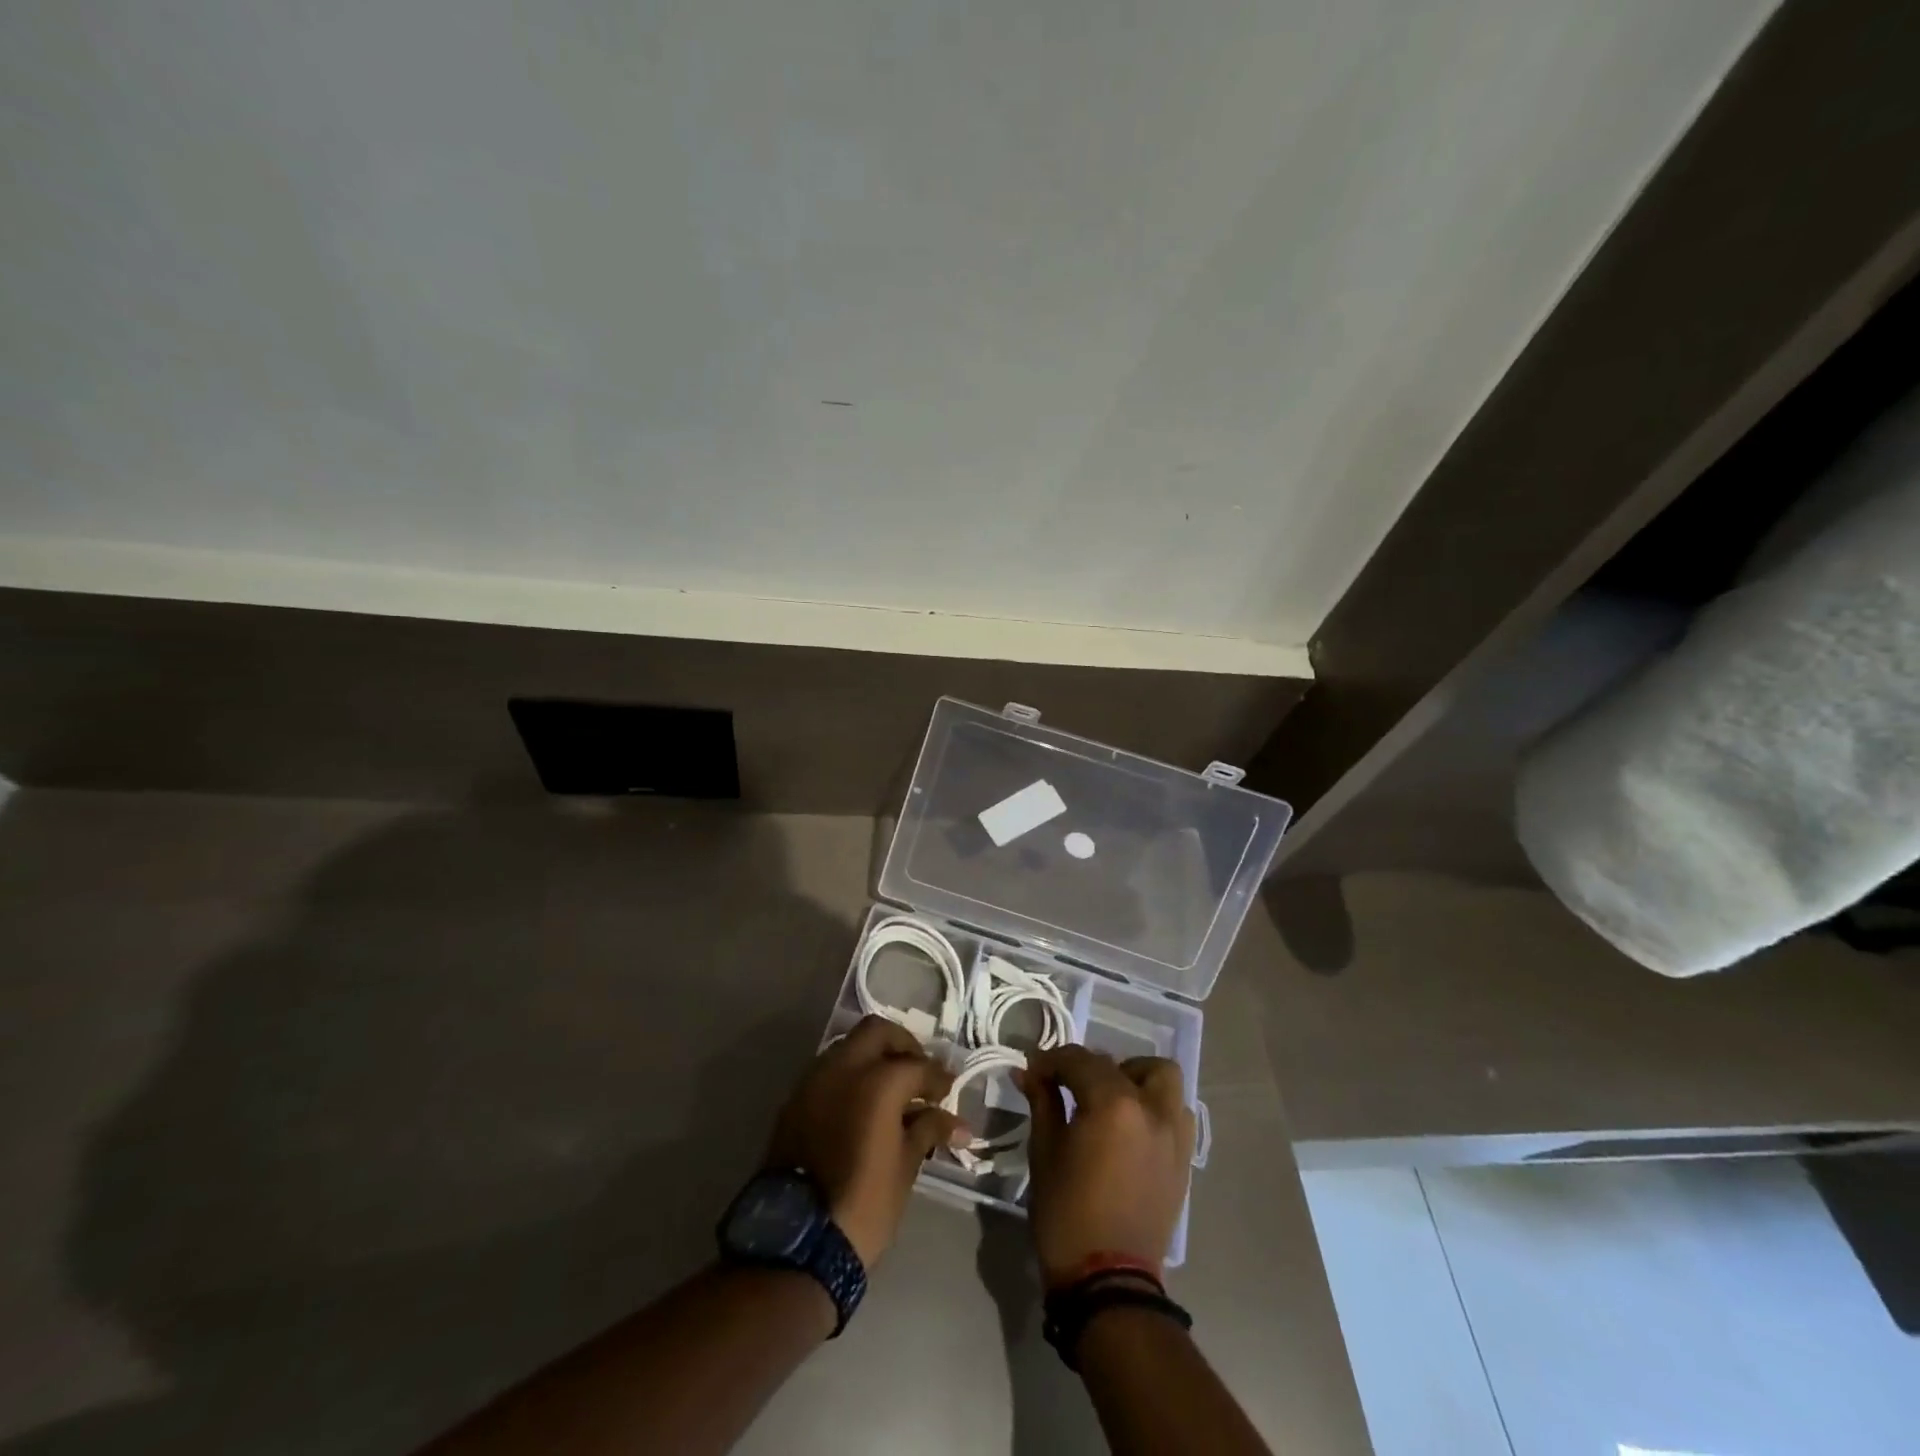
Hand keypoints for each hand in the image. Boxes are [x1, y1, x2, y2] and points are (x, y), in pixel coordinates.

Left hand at [764, 1015, 966, 1268]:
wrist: (797, 1241)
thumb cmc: (863, 1205)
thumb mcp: (905, 1167)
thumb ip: (929, 1130)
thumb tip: (956, 1122)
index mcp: (876, 1081)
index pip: (917, 1065)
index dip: (938, 1078)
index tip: (950, 1090)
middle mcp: (843, 1068)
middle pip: (877, 1032)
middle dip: (903, 1045)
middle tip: (919, 1071)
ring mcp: (814, 1080)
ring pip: (849, 1047)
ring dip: (873, 1057)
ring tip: (892, 1089)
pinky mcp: (795, 1100)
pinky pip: (829, 1071)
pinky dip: (850, 1076)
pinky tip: (863, 1103)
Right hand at [1015, 1045, 1195, 1286]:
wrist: (1108, 1283)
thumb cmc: (1067, 1214)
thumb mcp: (1045, 1152)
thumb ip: (1042, 1102)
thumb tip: (1029, 1071)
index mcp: (1114, 1104)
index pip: (1079, 1060)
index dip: (1051, 1061)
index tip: (1032, 1072)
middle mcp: (1151, 1108)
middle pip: (1121, 1064)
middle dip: (1090, 1067)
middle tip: (1068, 1087)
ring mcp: (1174, 1134)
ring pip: (1161, 1079)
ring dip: (1133, 1079)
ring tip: (1107, 1102)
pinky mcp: (1184, 1159)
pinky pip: (1174, 1112)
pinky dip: (1153, 1106)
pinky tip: (1129, 1128)